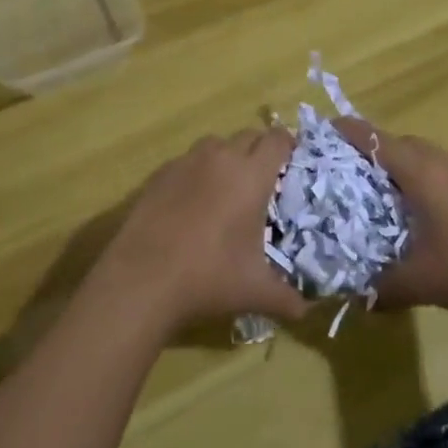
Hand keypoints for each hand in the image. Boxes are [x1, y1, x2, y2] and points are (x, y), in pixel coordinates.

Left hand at [99, 129, 307, 334]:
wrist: (143, 277)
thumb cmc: (209, 276)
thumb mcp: (255, 291)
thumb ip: (286, 298)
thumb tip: (304, 311)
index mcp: (251, 176)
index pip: (276, 140)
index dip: (287, 145)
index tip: (292, 159)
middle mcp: (221, 158)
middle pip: (248, 136)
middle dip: (259, 150)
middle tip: (264, 178)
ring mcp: (187, 162)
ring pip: (215, 144)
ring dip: (227, 156)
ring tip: (227, 186)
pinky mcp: (161, 173)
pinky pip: (187, 160)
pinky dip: (197, 171)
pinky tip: (192, 201)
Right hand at [333, 119, 447, 329]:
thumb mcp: (419, 282)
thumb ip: (380, 287)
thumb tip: (353, 296)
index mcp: (419, 171)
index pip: (372, 137)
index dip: (342, 132)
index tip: (315, 137)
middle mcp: (438, 161)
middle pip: (393, 141)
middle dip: (364, 151)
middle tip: (337, 175)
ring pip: (415, 154)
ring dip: (391, 165)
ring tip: (367, 193)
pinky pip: (431, 169)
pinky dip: (411, 178)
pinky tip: (407, 212)